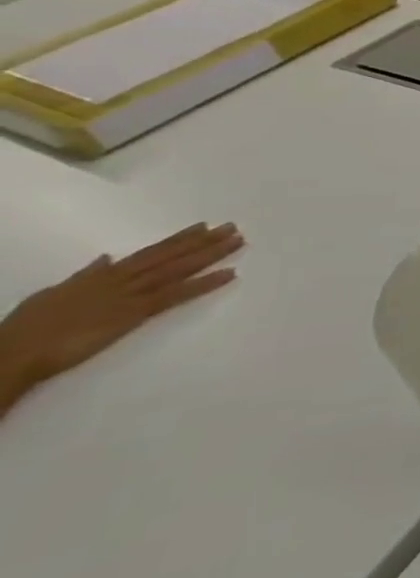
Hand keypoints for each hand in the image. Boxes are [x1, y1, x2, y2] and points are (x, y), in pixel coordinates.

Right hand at [0, 223, 244, 400]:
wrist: (12, 351)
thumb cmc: (27, 328)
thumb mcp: (55, 293)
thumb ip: (84, 276)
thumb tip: (104, 259)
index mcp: (103, 275)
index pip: (149, 252)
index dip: (178, 239)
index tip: (203, 227)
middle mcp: (121, 279)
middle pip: (170, 255)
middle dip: (203, 241)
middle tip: (233, 227)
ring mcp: (130, 294)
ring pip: (179, 268)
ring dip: (212, 254)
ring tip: (238, 241)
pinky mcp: (134, 313)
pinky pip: (177, 295)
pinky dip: (206, 283)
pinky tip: (231, 274)